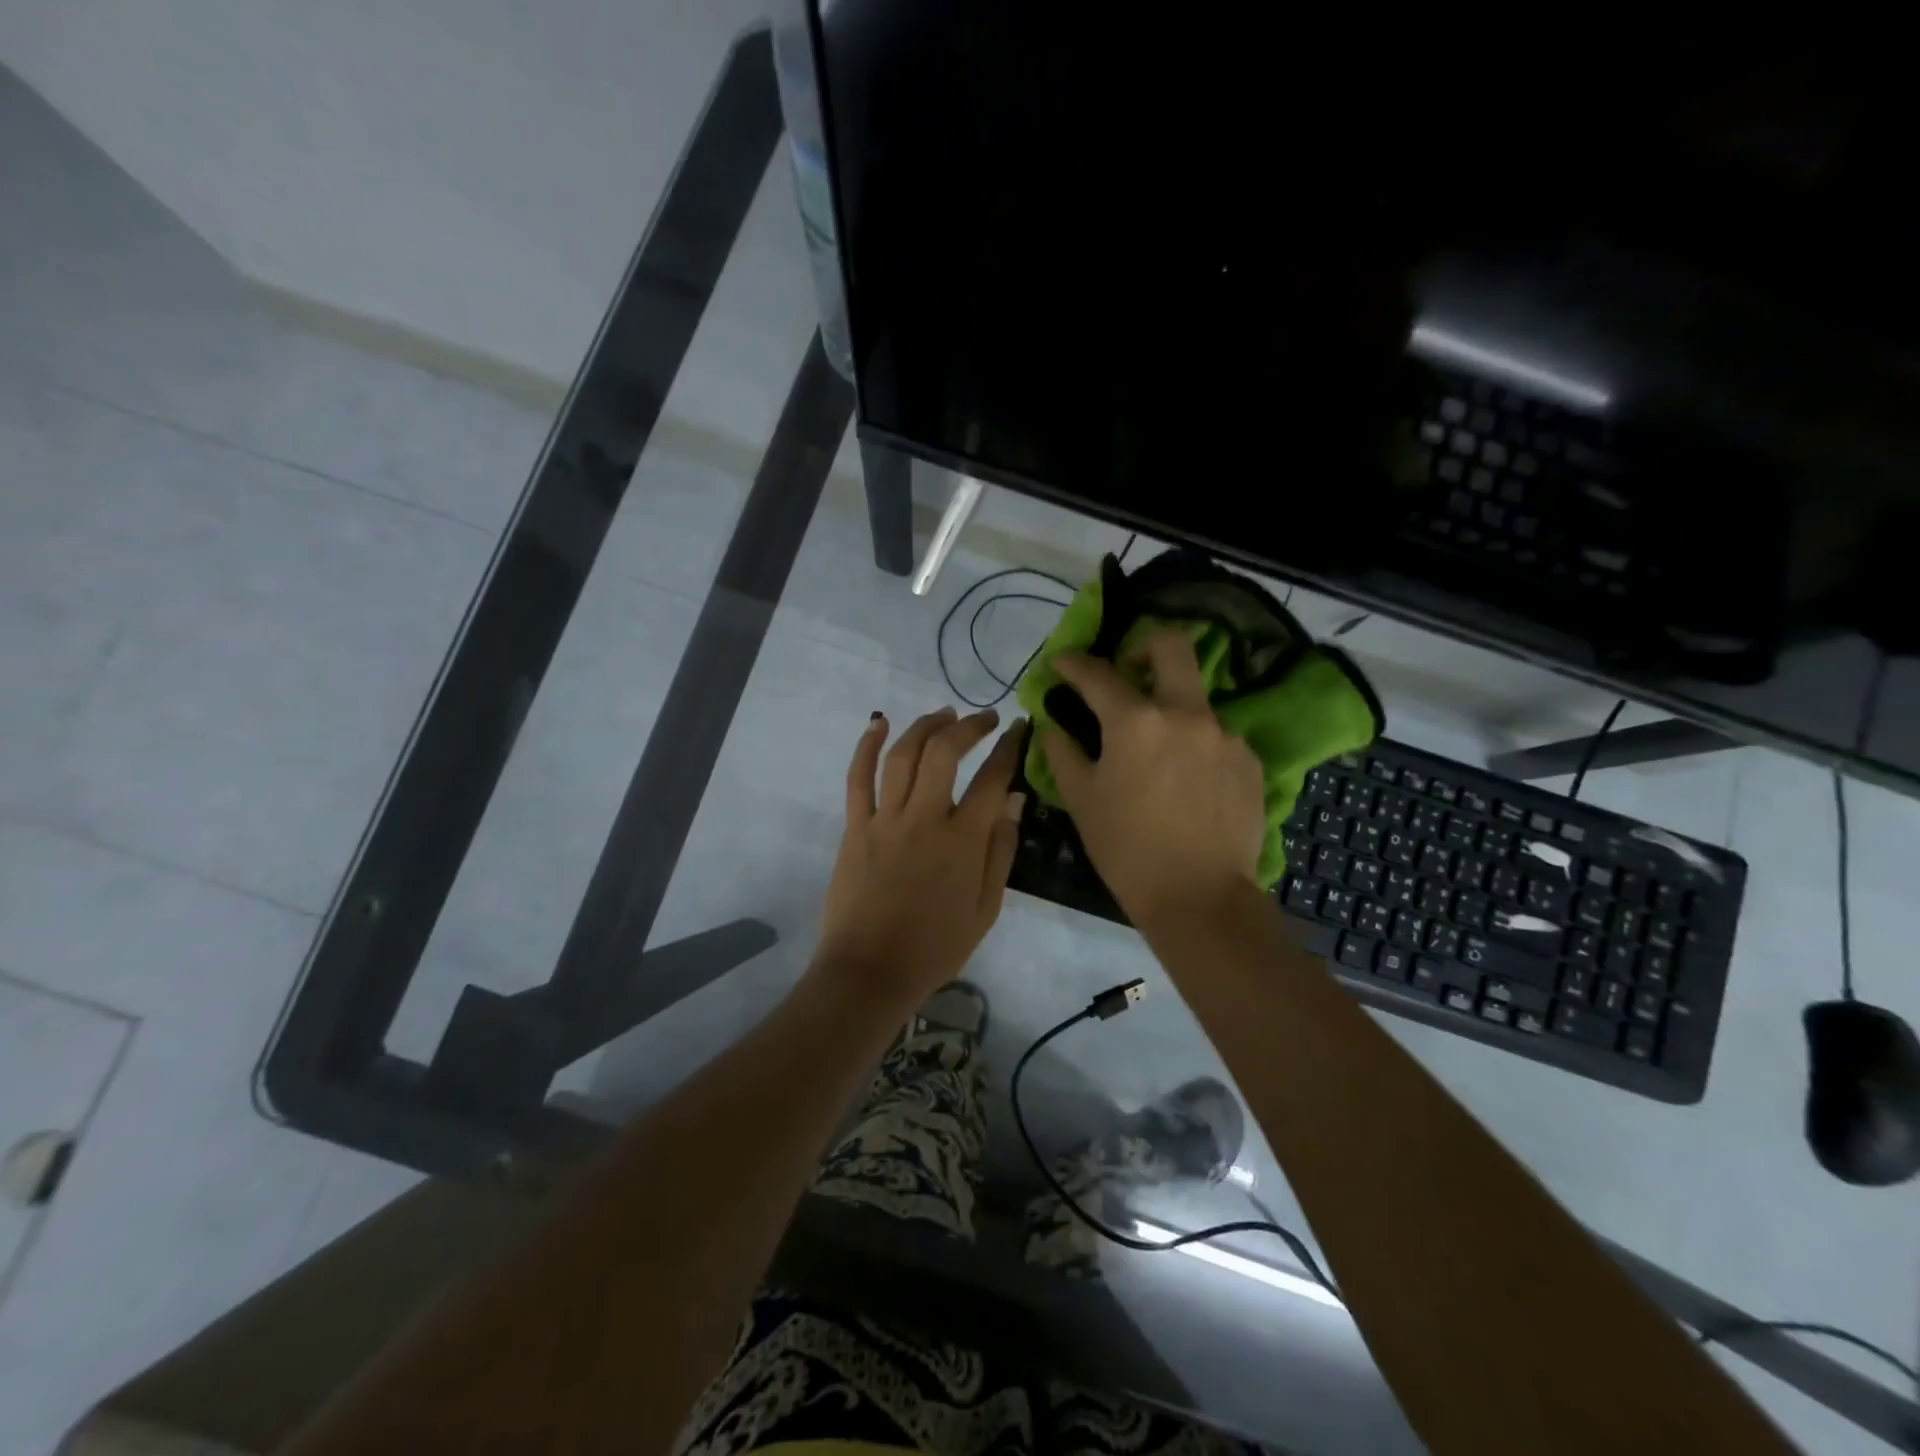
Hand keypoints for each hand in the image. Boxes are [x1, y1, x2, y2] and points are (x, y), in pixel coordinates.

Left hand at [815, 706, 1025, 1006]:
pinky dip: (867, 746)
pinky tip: (878, 723)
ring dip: (925, 726)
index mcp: (963, 841)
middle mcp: (925, 819)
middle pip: (945, 753)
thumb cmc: (936, 946)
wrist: (871, 971)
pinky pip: (858, 777)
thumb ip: (1001, 850)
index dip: (1009, 748)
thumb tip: (1014, 799)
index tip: (1019, 729)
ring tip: (944, 713)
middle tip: (986, 718)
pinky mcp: (855, 827)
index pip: (992, 779)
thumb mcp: (986, 908)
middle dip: (970, 726)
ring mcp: (885, 820)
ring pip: (903, 755)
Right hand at [1042, 631, 1265, 926]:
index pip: (1098, 673)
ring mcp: (1224, 734)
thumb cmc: (1128, 850)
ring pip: (1194, 696)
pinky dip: (1194, 743)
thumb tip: (1052, 724)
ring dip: (1170, 705)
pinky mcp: (1248, 759)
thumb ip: (1062, 752)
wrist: (1200, 898)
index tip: (1062, 661)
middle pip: (1171, 645)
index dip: (1073, 662)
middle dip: (1142, 644)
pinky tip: (1186, 779)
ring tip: (1156, 747)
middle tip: (1127, 667)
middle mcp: (1186, 714)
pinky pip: (1215, 735)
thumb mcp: (1082, 801)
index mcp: (1137, 722)